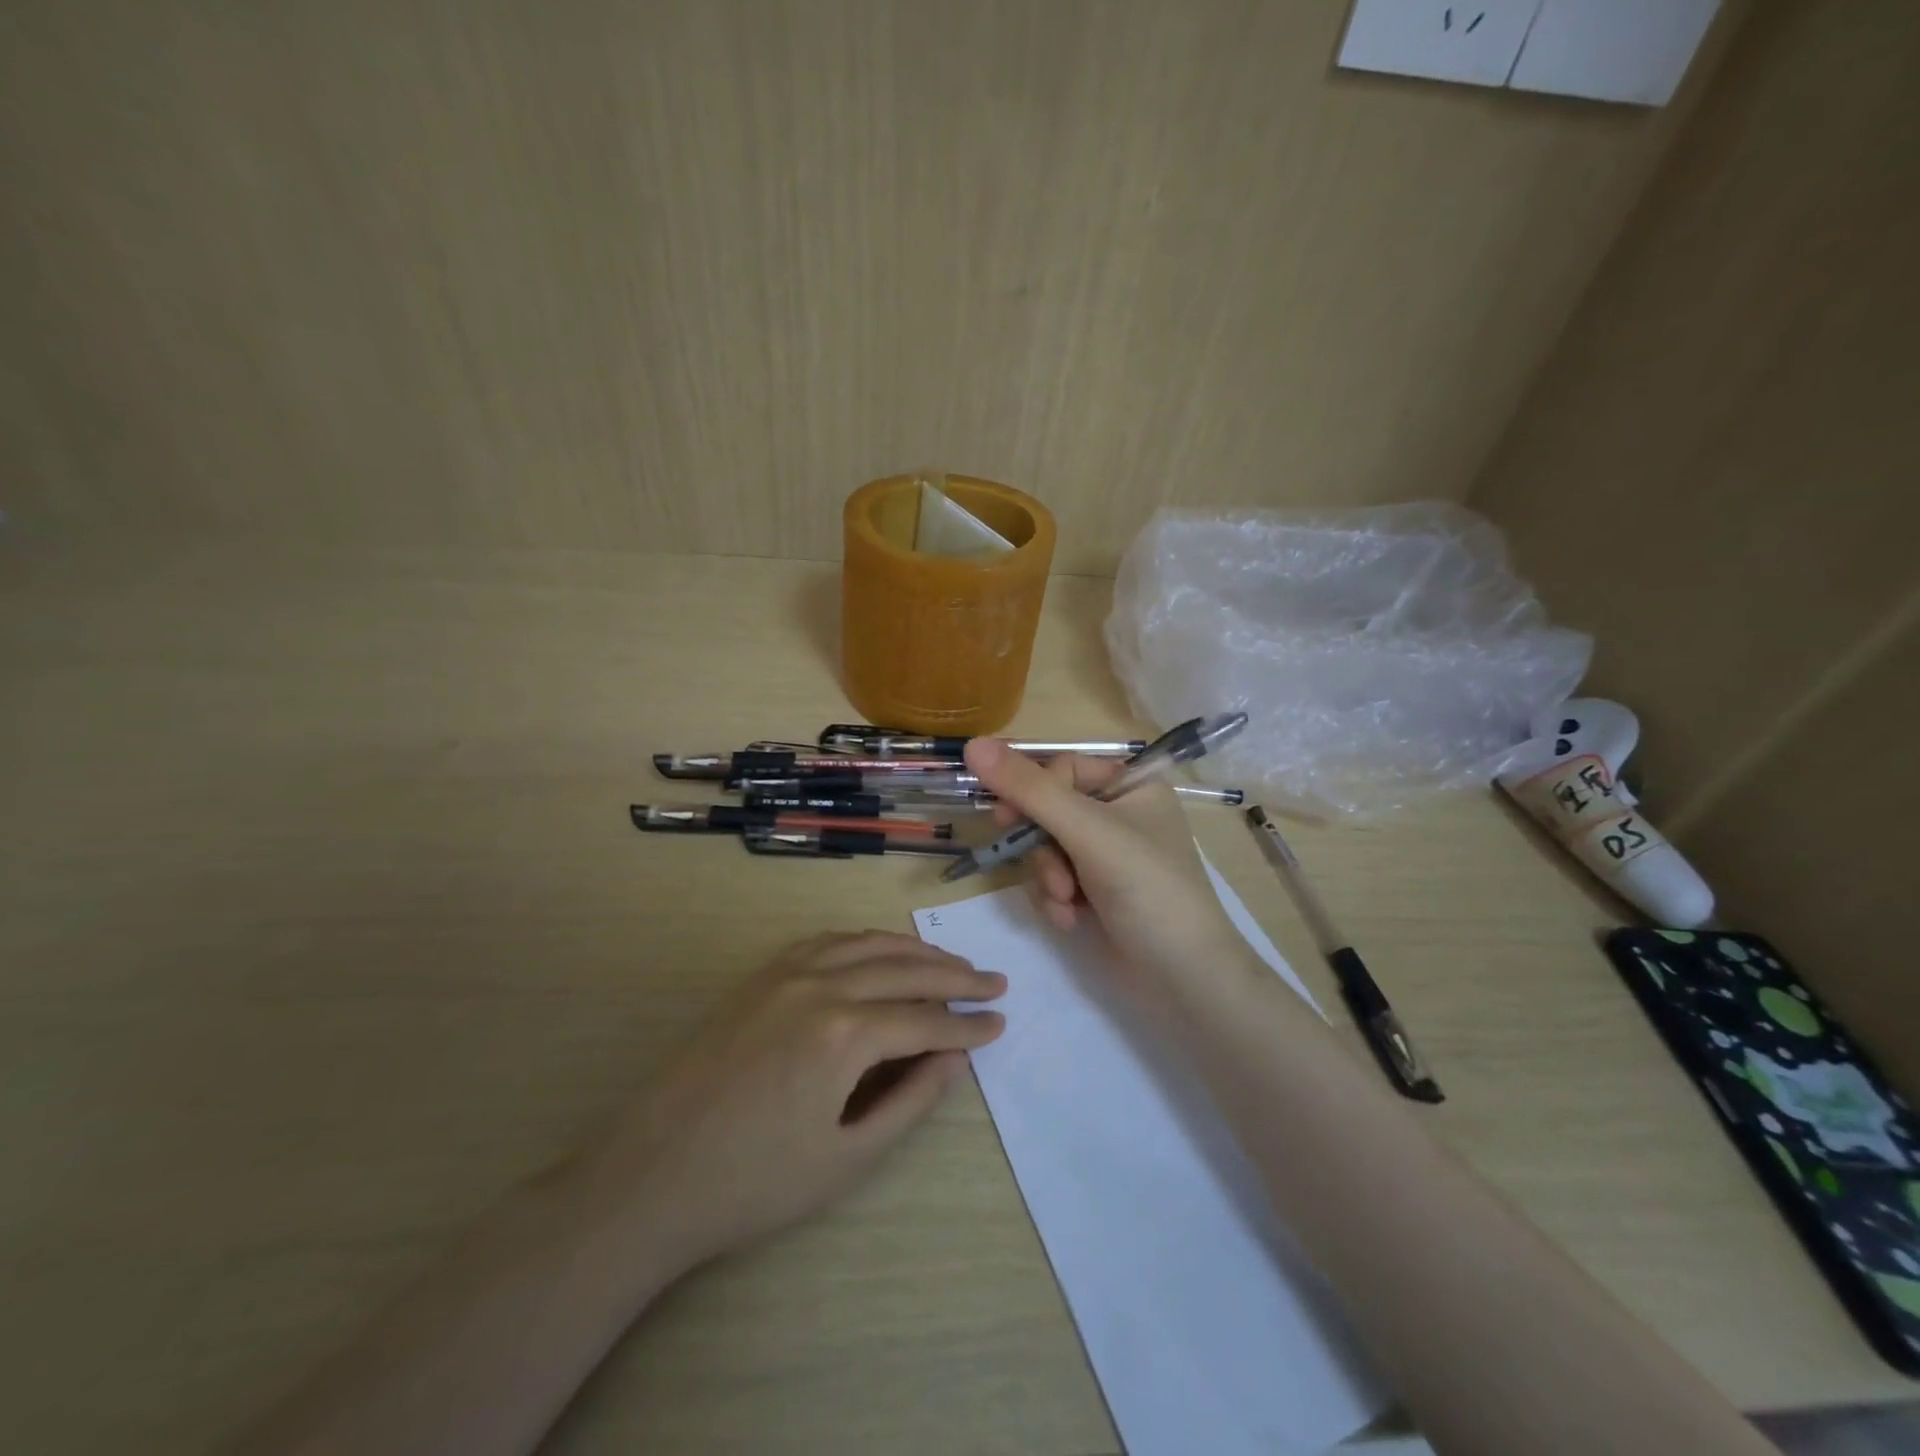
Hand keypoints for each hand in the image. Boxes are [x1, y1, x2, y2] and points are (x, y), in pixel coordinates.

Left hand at [591, 932, 1004, 1274]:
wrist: (650, 1175)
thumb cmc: (753, 1183)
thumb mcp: (845, 1158)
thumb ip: (909, 1102)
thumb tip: (954, 1059)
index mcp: (844, 1034)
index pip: (925, 1019)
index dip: (968, 1025)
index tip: (1000, 1023)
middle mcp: (820, 985)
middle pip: (904, 969)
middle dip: (955, 976)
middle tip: (994, 981)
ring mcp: (786, 972)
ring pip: (868, 945)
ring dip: (915, 951)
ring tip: (950, 963)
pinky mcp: (761, 975)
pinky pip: (828, 941)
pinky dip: (866, 942)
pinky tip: (881, 951)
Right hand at [963, 738, 1250, 989]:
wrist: (1184, 979)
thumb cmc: (1147, 888)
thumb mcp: (1087, 831)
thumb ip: (1029, 788)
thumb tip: (973, 745)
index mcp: (1132, 785)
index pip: (1062, 768)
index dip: (1034, 792)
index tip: (1006, 817)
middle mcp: (1120, 814)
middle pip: (1049, 810)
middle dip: (1042, 847)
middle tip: (1040, 865)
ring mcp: (1108, 856)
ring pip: (1046, 848)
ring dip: (1048, 877)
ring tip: (1067, 902)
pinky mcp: (1097, 892)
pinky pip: (1055, 879)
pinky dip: (1056, 899)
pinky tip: (1071, 920)